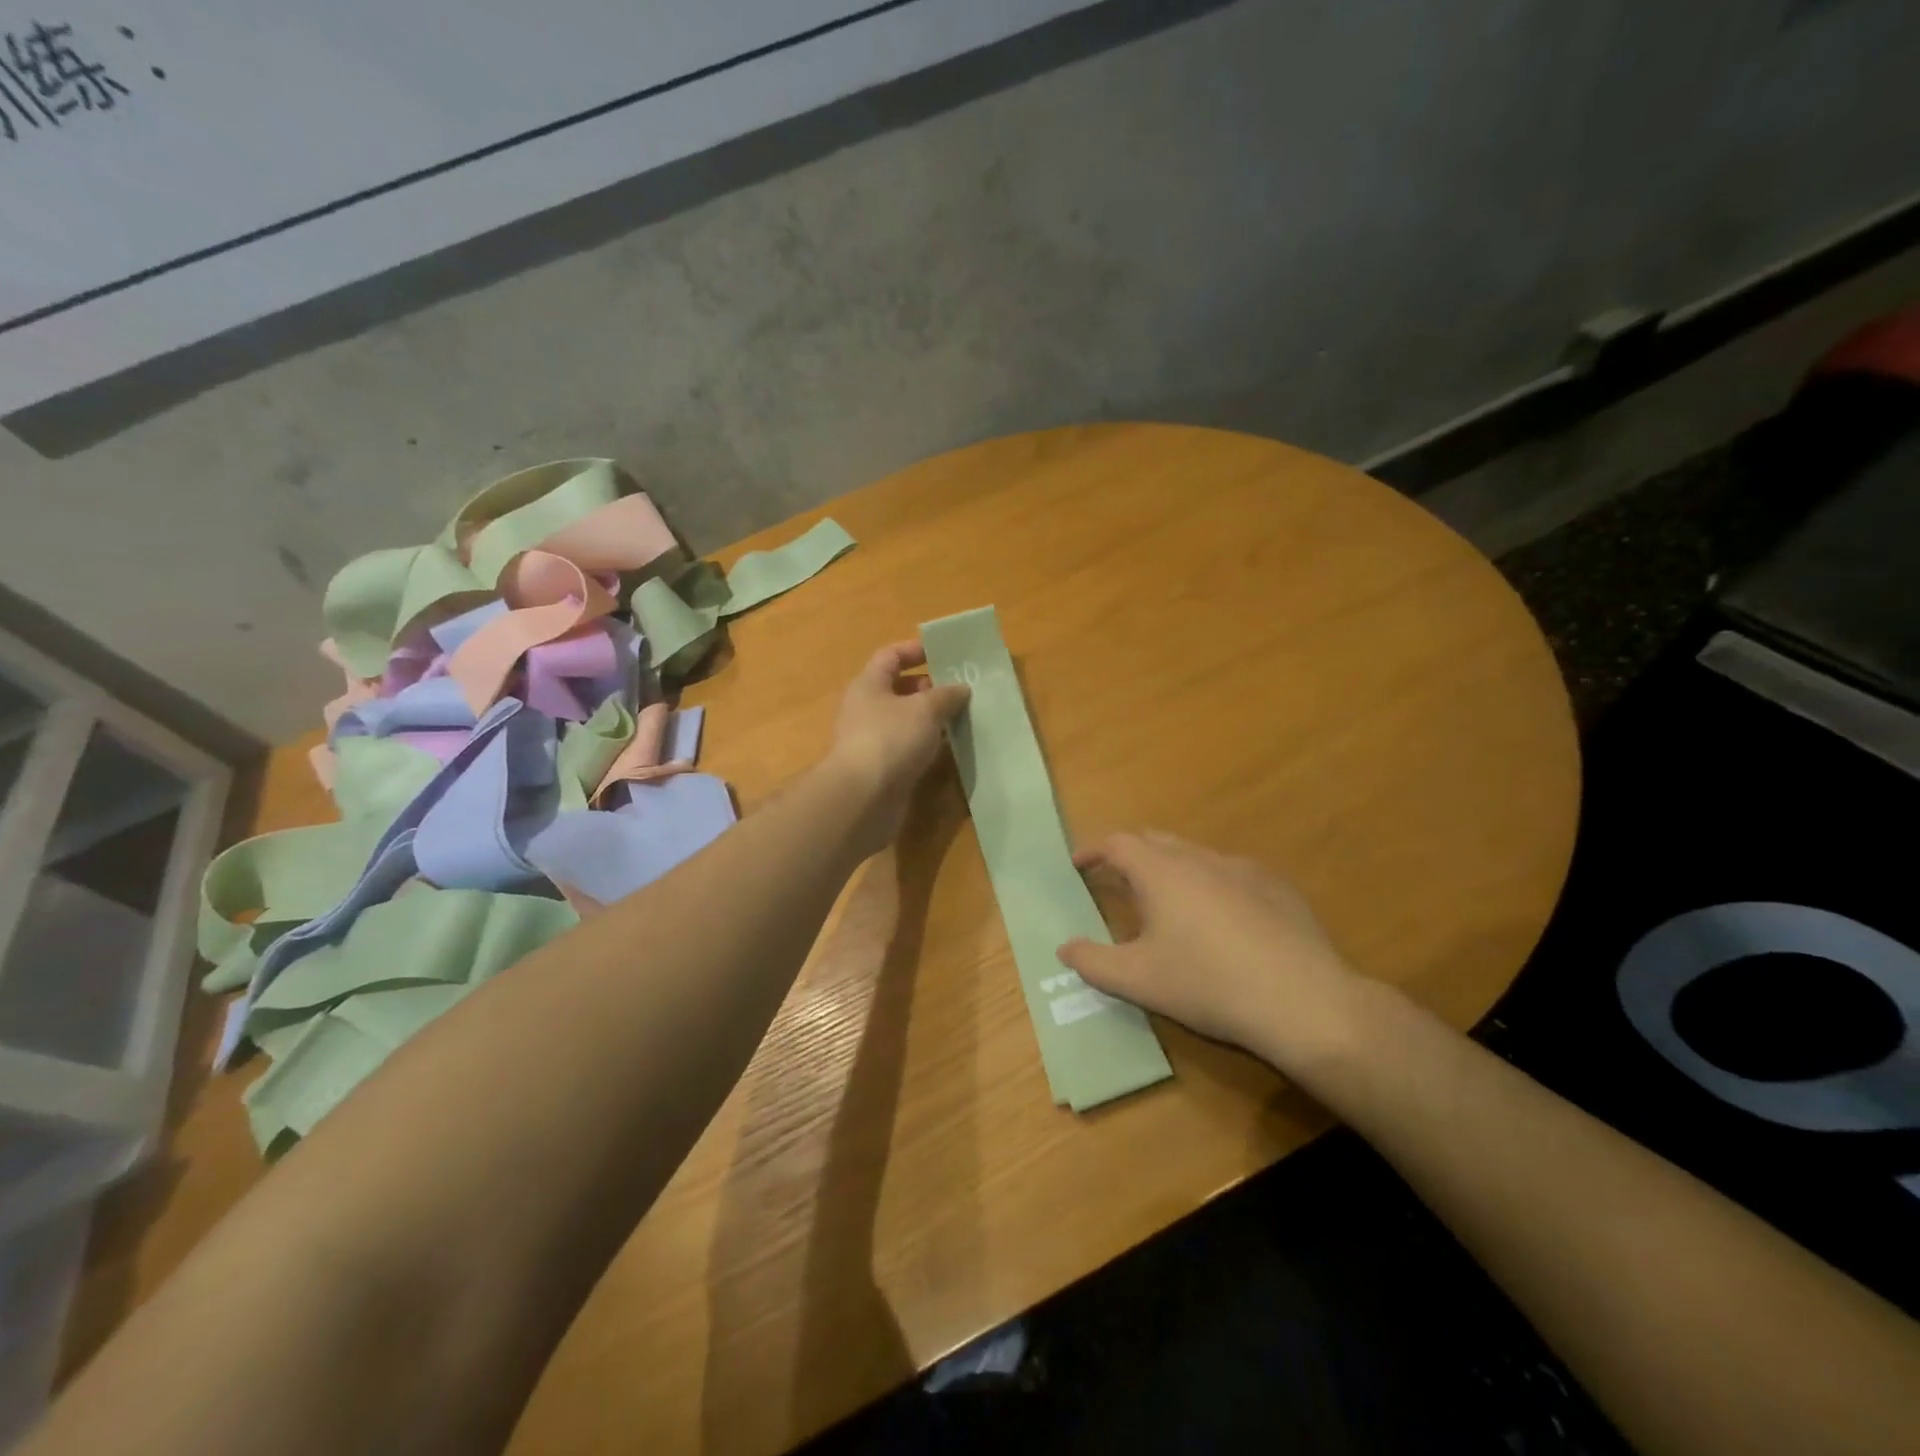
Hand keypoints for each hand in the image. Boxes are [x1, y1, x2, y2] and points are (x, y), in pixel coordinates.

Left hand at [826, 641, 969, 853]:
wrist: (864, 797)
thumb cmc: (891, 739)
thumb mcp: (925, 709)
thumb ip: (946, 695)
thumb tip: (961, 689)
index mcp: (869, 685)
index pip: (890, 656)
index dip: (915, 650)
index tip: (944, 654)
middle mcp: (866, 709)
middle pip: (898, 689)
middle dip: (930, 688)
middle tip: (961, 691)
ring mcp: (872, 741)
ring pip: (905, 721)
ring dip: (931, 719)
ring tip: (963, 719)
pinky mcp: (881, 768)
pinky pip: (908, 748)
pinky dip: (927, 746)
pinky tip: (950, 749)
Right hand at [1058, 832, 1370, 1070]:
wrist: (1302, 1001)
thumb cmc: (1207, 984)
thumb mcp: (1138, 981)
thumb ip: (1093, 962)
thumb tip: (1065, 948)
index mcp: (1161, 872)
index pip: (1117, 843)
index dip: (1093, 850)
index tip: (1078, 864)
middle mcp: (1200, 858)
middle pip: (1156, 840)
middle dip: (1130, 854)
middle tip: (1118, 880)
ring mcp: (1243, 869)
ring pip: (1195, 855)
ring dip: (1171, 868)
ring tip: (1168, 903)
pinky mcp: (1277, 887)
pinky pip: (1231, 873)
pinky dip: (1211, 884)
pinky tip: (1222, 921)